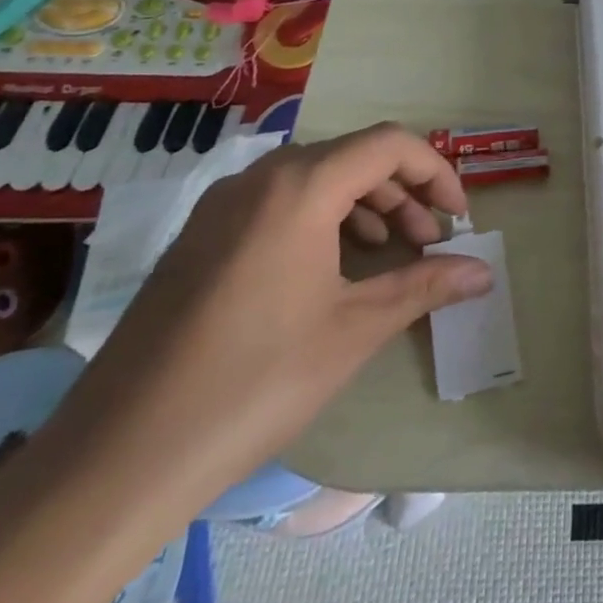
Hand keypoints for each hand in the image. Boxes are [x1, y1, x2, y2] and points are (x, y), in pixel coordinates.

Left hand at [48, 123, 492, 505]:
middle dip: (404, 192)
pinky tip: (331, 271)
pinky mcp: (198, 238)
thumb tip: (484, 273)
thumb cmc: (256, 381)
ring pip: (315, 179)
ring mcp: (220, 207)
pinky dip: (323, 220)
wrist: (117, 457)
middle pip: (353, 157)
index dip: (437, 173)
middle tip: (428, 243)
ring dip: (366, 206)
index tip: (459, 220)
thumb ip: (425, 286)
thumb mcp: (355, 330)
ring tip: (389, 254)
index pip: (390, 145)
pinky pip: (277, 203)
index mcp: (300, 187)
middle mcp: (258, 179)